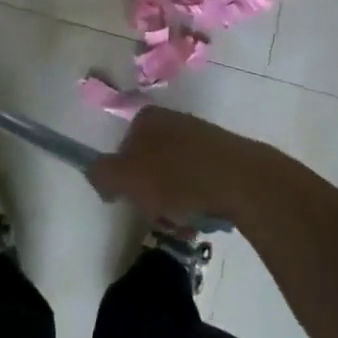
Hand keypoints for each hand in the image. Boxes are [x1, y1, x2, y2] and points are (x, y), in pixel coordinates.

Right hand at [86, 107, 277, 226]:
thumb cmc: (176, 176)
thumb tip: (96, 174)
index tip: (131, 200)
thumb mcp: (126, 178)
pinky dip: (198, 198)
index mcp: (146, 118)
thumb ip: (102, 174)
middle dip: (150, 190)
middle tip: (157, 212)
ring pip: (174, 174)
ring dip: (174, 199)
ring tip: (183, 218)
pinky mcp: (225, 156)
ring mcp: (201, 136)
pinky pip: (200, 180)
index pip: (122, 149)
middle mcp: (173, 119)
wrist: (241, 180)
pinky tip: (204, 214)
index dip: (123, 177)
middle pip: (149, 162)